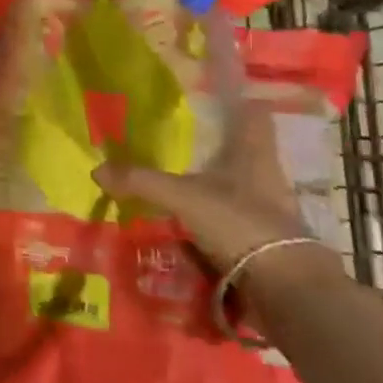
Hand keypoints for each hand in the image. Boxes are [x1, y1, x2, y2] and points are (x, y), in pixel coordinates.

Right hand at [92, 8, 310, 273]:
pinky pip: (233, 224)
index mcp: (255, 153)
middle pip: (245, 151)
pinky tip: (186, 229)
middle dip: (218, 149)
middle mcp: (266, 176)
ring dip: (213, 189)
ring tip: (176, 187)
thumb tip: (97, 170)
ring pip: (238, 189)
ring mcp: (269, 211)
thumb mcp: (184, 198)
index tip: (216, 93)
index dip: (240, 101)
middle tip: (182, 144)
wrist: (285, 289)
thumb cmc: (241, 223)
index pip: (255, 113)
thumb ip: (142, 182)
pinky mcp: (264, 243)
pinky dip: (212, 225)